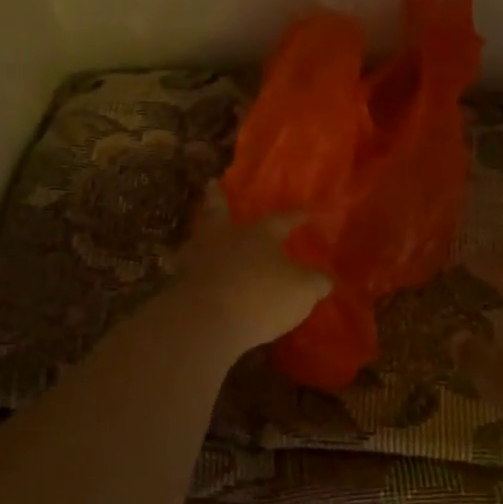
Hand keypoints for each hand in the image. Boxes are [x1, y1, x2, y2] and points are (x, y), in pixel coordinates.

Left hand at [170, 182, 331, 356]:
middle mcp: (225, 239)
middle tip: (211, 184)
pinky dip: (188, 270)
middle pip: (220, 213)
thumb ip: (314, 283)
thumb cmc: (261, 297)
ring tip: (199, 235)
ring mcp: (197, 259)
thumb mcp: (301, 291)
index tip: (306, 211)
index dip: (295, 217)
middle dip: (218, 199)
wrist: (206, 319)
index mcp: (258, 236)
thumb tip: (324, 280)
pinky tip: (190, 274)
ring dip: (200, 235)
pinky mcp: (178, 284)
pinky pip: (185, 270)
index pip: (281, 221)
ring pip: (198, 239)